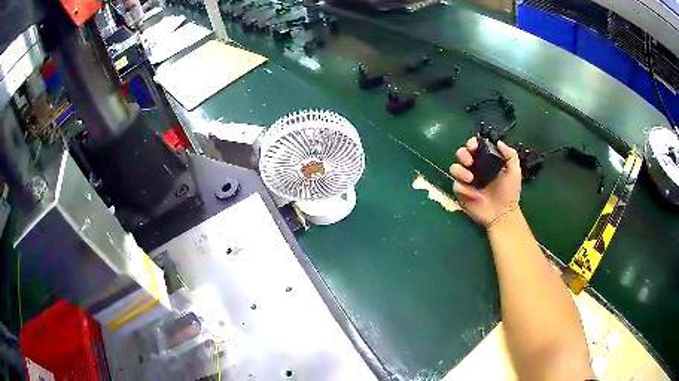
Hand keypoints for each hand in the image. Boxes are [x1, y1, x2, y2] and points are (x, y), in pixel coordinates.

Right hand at [450, 137, 521, 226]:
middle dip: (463, 154)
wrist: (503, 214)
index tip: (474, 147)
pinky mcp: (461, 193)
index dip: (472, 143)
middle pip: (461, 153)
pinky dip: (464, 189)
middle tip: (470, 162)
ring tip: (470, 179)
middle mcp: (474, 168)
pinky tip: (475, 195)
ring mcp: (466, 180)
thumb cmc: (509, 193)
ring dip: (460, 171)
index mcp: (485, 160)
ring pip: (454, 168)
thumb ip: (510, 155)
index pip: (474, 146)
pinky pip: (456, 185)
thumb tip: (498, 142)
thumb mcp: (514, 172)